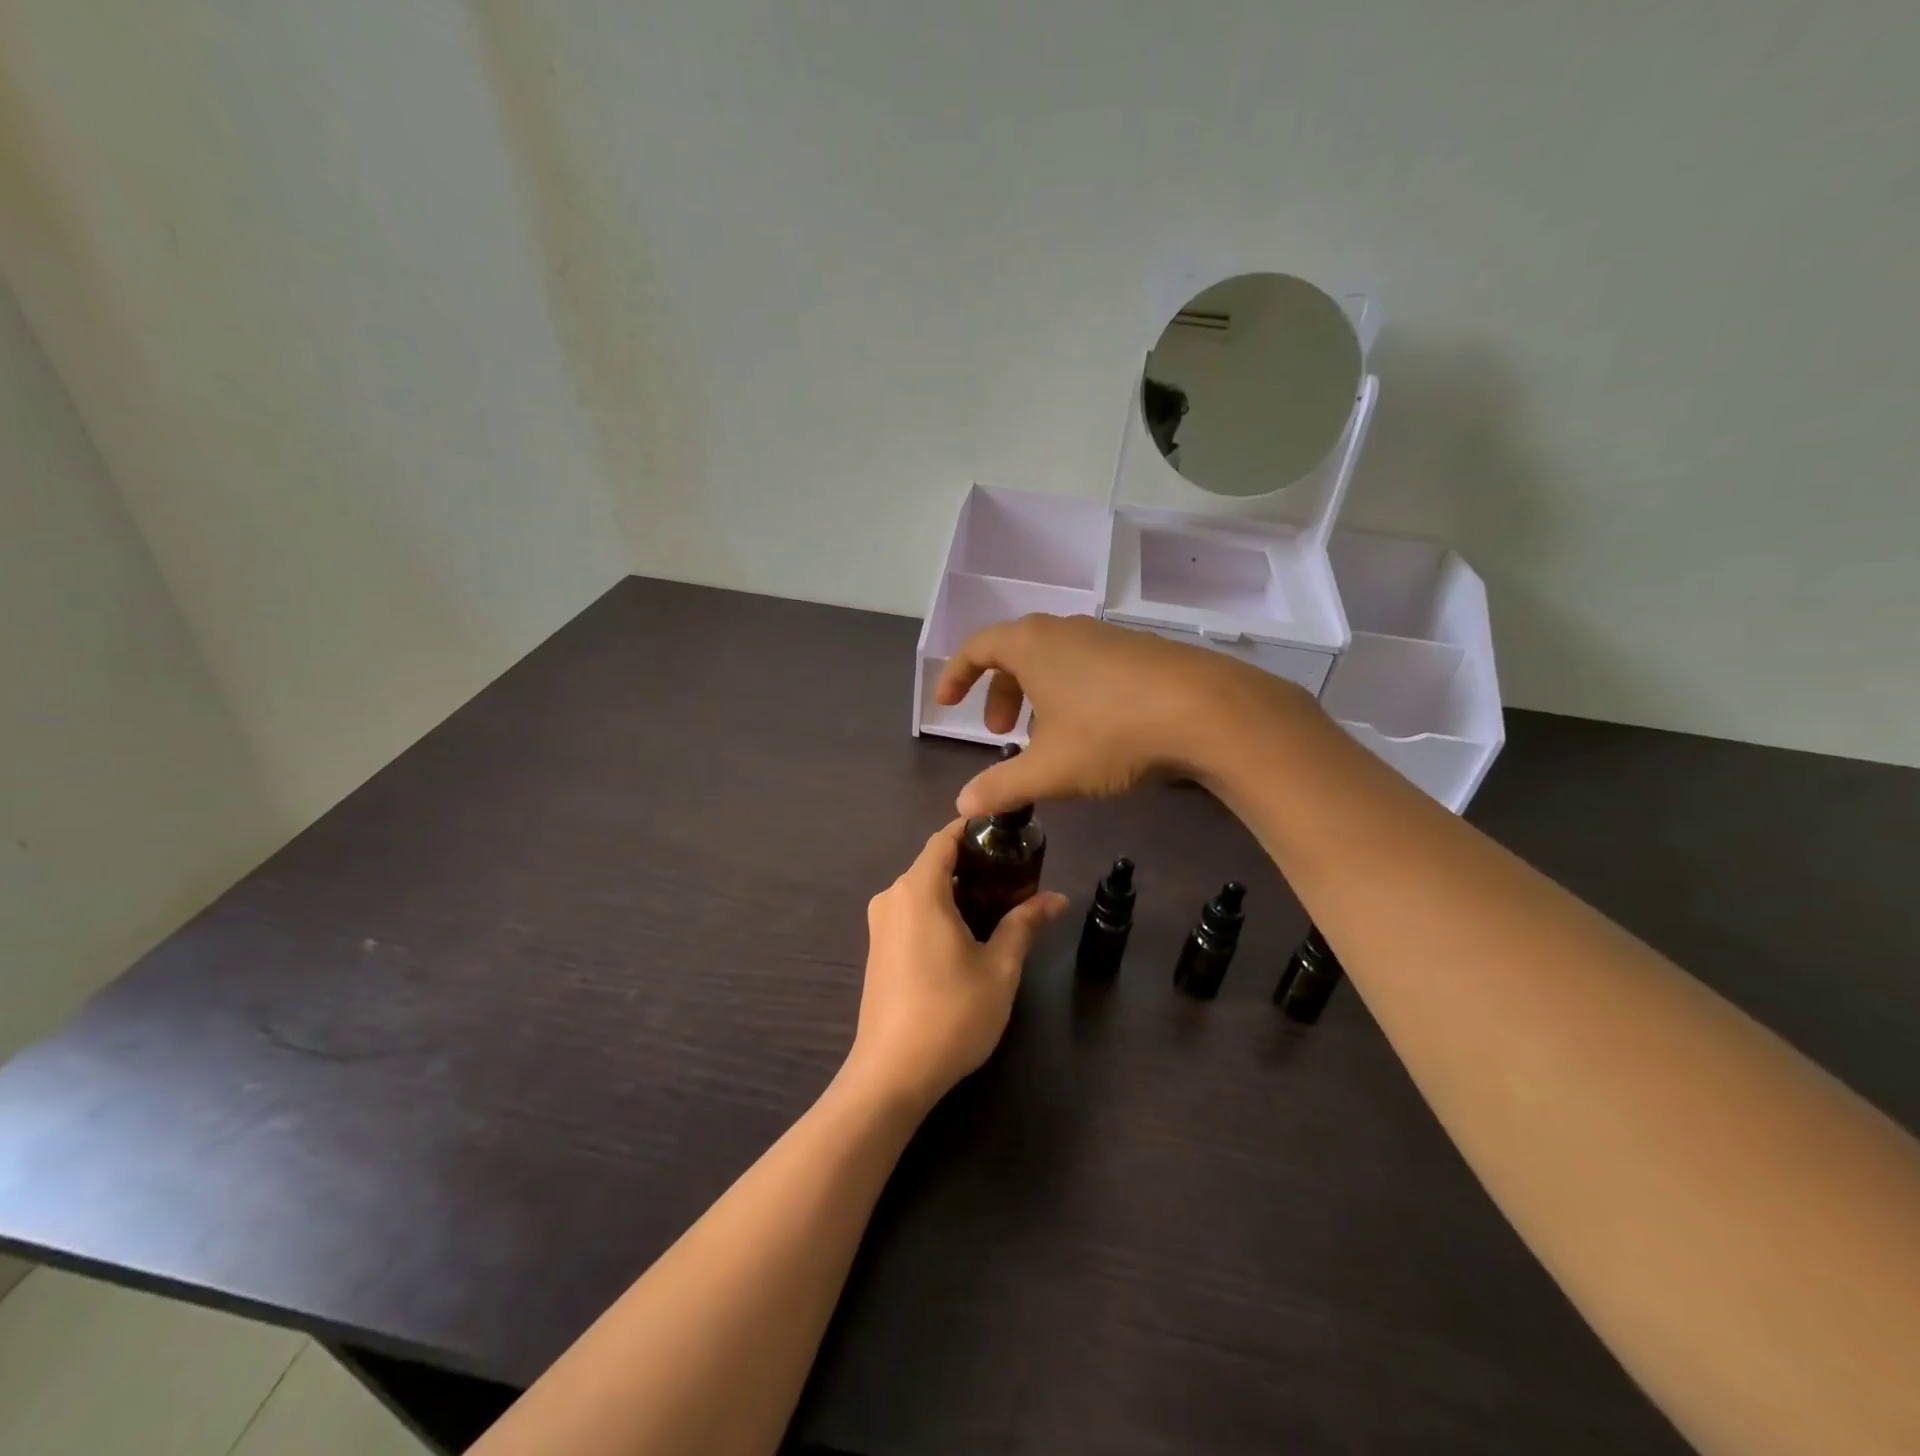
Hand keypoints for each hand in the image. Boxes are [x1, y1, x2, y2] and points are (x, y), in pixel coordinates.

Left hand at [845, 821, 1067, 1112]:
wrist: (892, 1075)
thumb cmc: (951, 1014)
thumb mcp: (999, 968)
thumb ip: (1024, 924)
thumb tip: (1057, 898)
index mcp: (918, 889)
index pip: (945, 838)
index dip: (976, 830)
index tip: (1010, 836)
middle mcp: (892, 897)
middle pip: (934, 863)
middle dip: (974, 864)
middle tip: (1017, 878)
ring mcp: (880, 924)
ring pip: (923, 890)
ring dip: (958, 891)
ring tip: (1000, 907)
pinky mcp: (877, 949)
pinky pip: (912, 912)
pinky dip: (939, 911)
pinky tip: (968, 934)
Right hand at [935, 614, 1292, 815]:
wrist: (1207, 711)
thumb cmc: (1111, 733)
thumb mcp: (1050, 769)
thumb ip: (1001, 786)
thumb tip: (962, 805)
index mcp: (1032, 645)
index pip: (977, 647)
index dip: (955, 675)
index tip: (947, 704)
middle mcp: (1065, 630)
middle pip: (1016, 652)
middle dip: (1000, 692)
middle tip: (1001, 733)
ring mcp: (1107, 637)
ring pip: (1055, 660)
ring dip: (1037, 695)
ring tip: (1046, 738)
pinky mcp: (1140, 651)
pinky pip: (1088, 665)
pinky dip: (1072, 692)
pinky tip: (1093, 731)